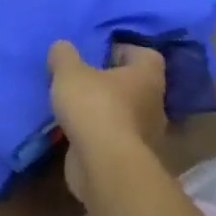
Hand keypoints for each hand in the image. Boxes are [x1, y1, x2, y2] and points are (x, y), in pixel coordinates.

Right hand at [49, 40, 165, 206]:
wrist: (105, 167)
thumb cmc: (95, 107)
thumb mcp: (69, 71)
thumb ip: (64, 55)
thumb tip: (62, 48)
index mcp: (147, 78)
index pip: (147, 55)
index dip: (123, 50)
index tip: (98, 52)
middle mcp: (153, 106)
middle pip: (134, 86)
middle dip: (110, 83)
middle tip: (82, 78)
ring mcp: (145, 137)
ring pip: (123, 114)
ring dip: (103, 111)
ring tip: (73, 105)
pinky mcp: (130, 161)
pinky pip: (113, 139)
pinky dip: (97, 136)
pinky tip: (73, 131)